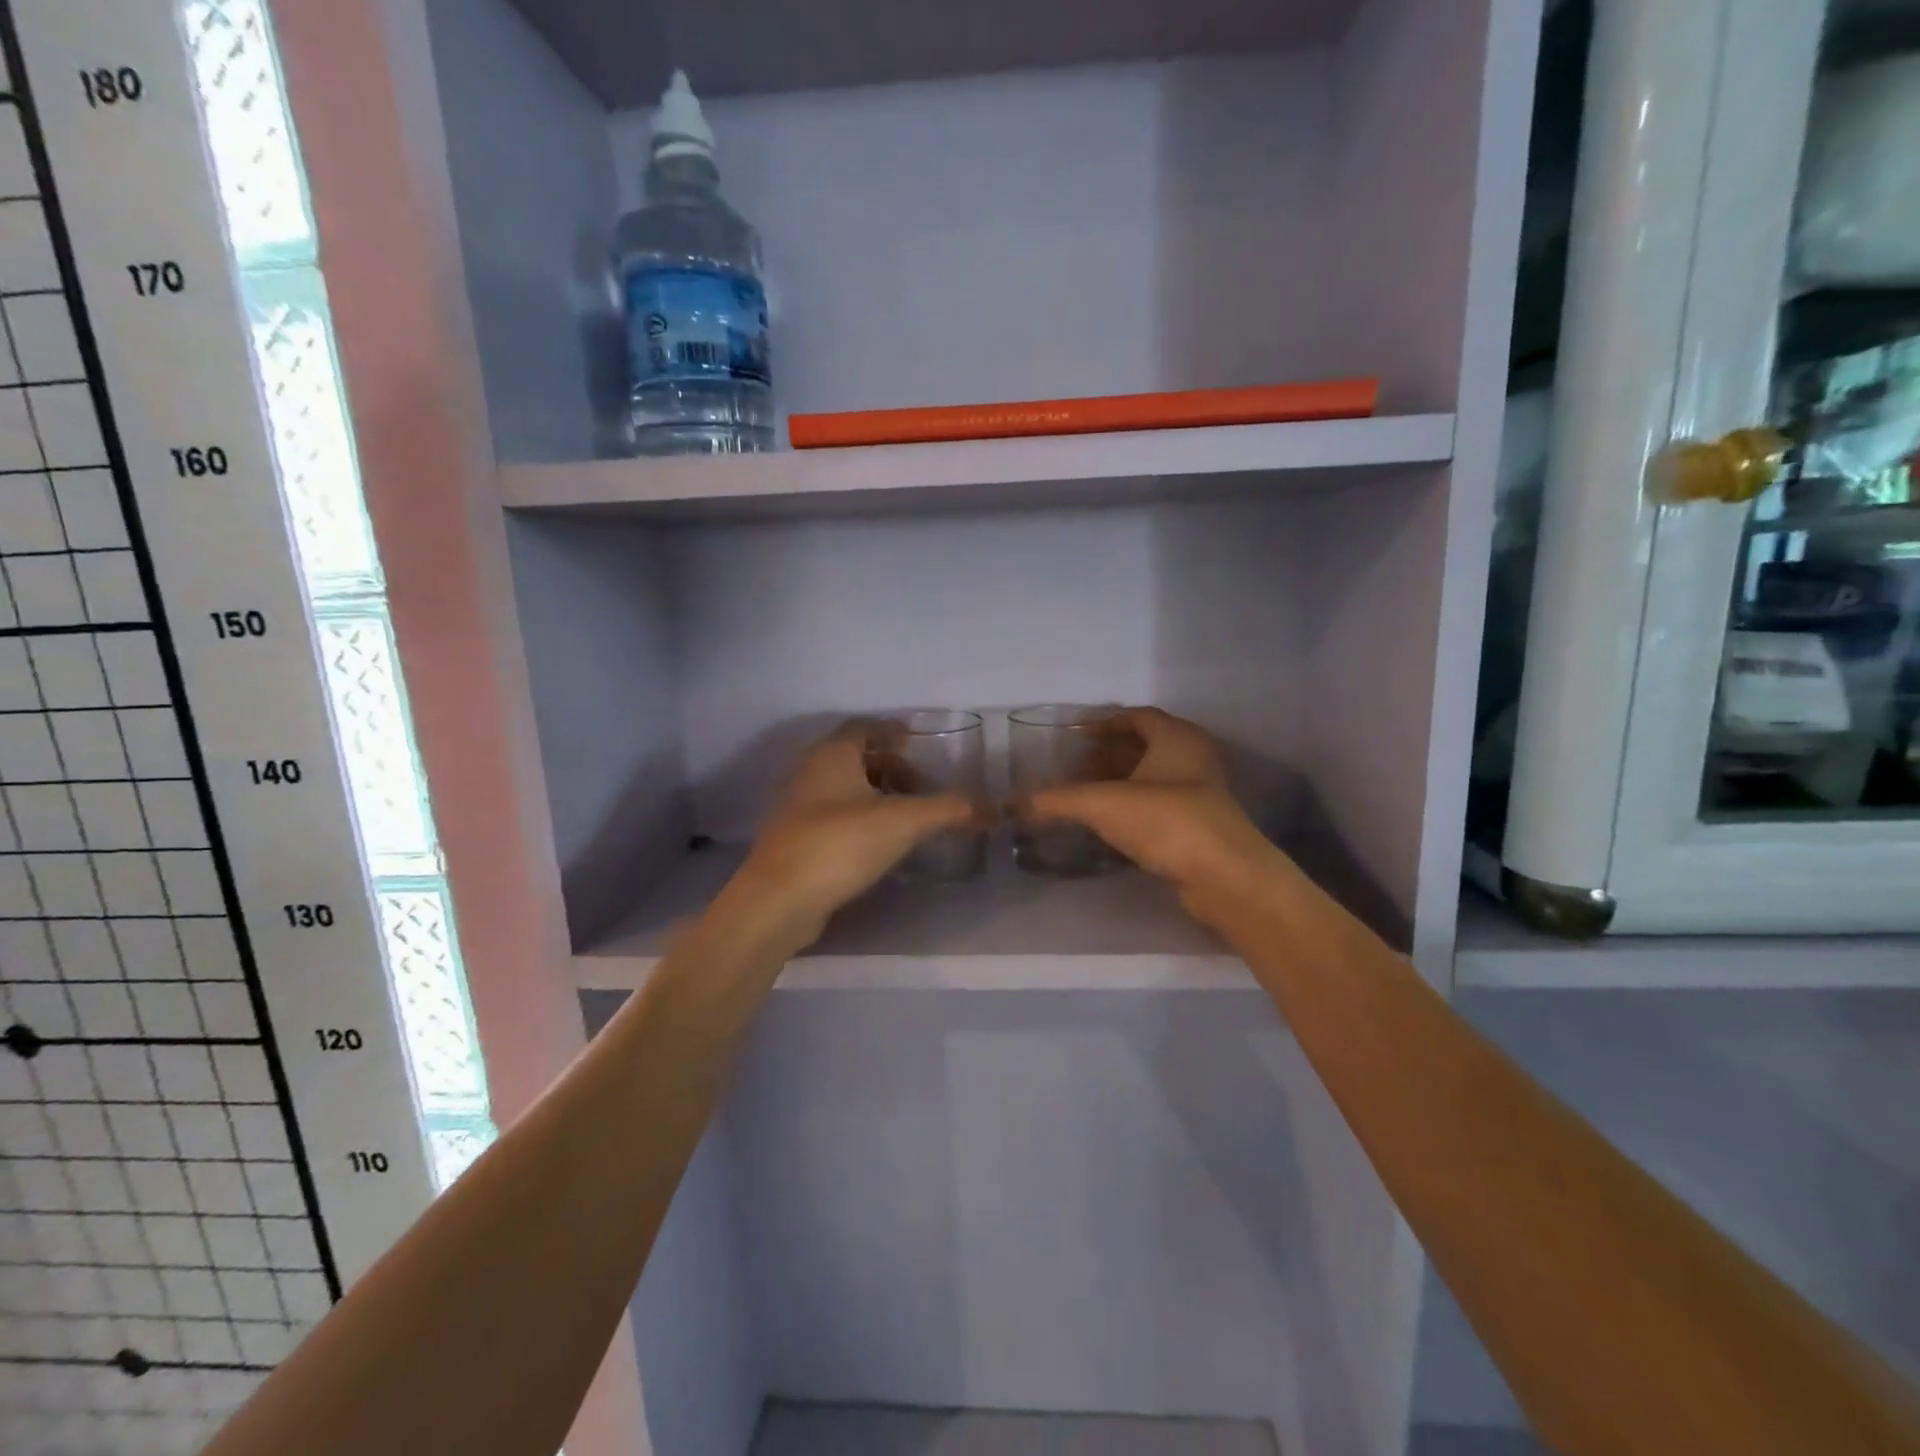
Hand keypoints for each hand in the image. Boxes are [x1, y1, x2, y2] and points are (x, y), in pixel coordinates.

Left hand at [726, 721, 983, 944]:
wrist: (779, 900)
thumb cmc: (840, 844)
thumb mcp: (903, 822)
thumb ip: (949, 810)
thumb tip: (992, 809)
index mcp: (832, 755)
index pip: (864, 727)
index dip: (893, 731)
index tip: (919, 743)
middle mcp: (810, 773)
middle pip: (854, 757)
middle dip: (890, 766)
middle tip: (920, 786)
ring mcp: (798, 808)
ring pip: (843, 788)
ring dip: (875, 794)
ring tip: (906, 816)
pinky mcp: (795, 840)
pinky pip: (834, 816)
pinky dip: (860, 818)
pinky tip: (880, 843)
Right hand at [1024, 707, 1285, 911]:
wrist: (1224, 876)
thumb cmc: (1167, 821)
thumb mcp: (1103, 805)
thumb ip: (1057, 801)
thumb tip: (1013, 804)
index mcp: (1176, 737)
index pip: (1136, 716)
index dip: (1103, 723)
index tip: (1074, 736)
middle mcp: (1192, 757)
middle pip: (1143, 746)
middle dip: (1106, 755)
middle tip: (1072, 768)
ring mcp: (1201, 793)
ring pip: (1152, 777)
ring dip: (1119, 782)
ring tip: (1083, 795)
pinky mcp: (1200, 825)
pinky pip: (1159, 804)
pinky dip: (1132, 807)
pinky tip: (1107, 824)